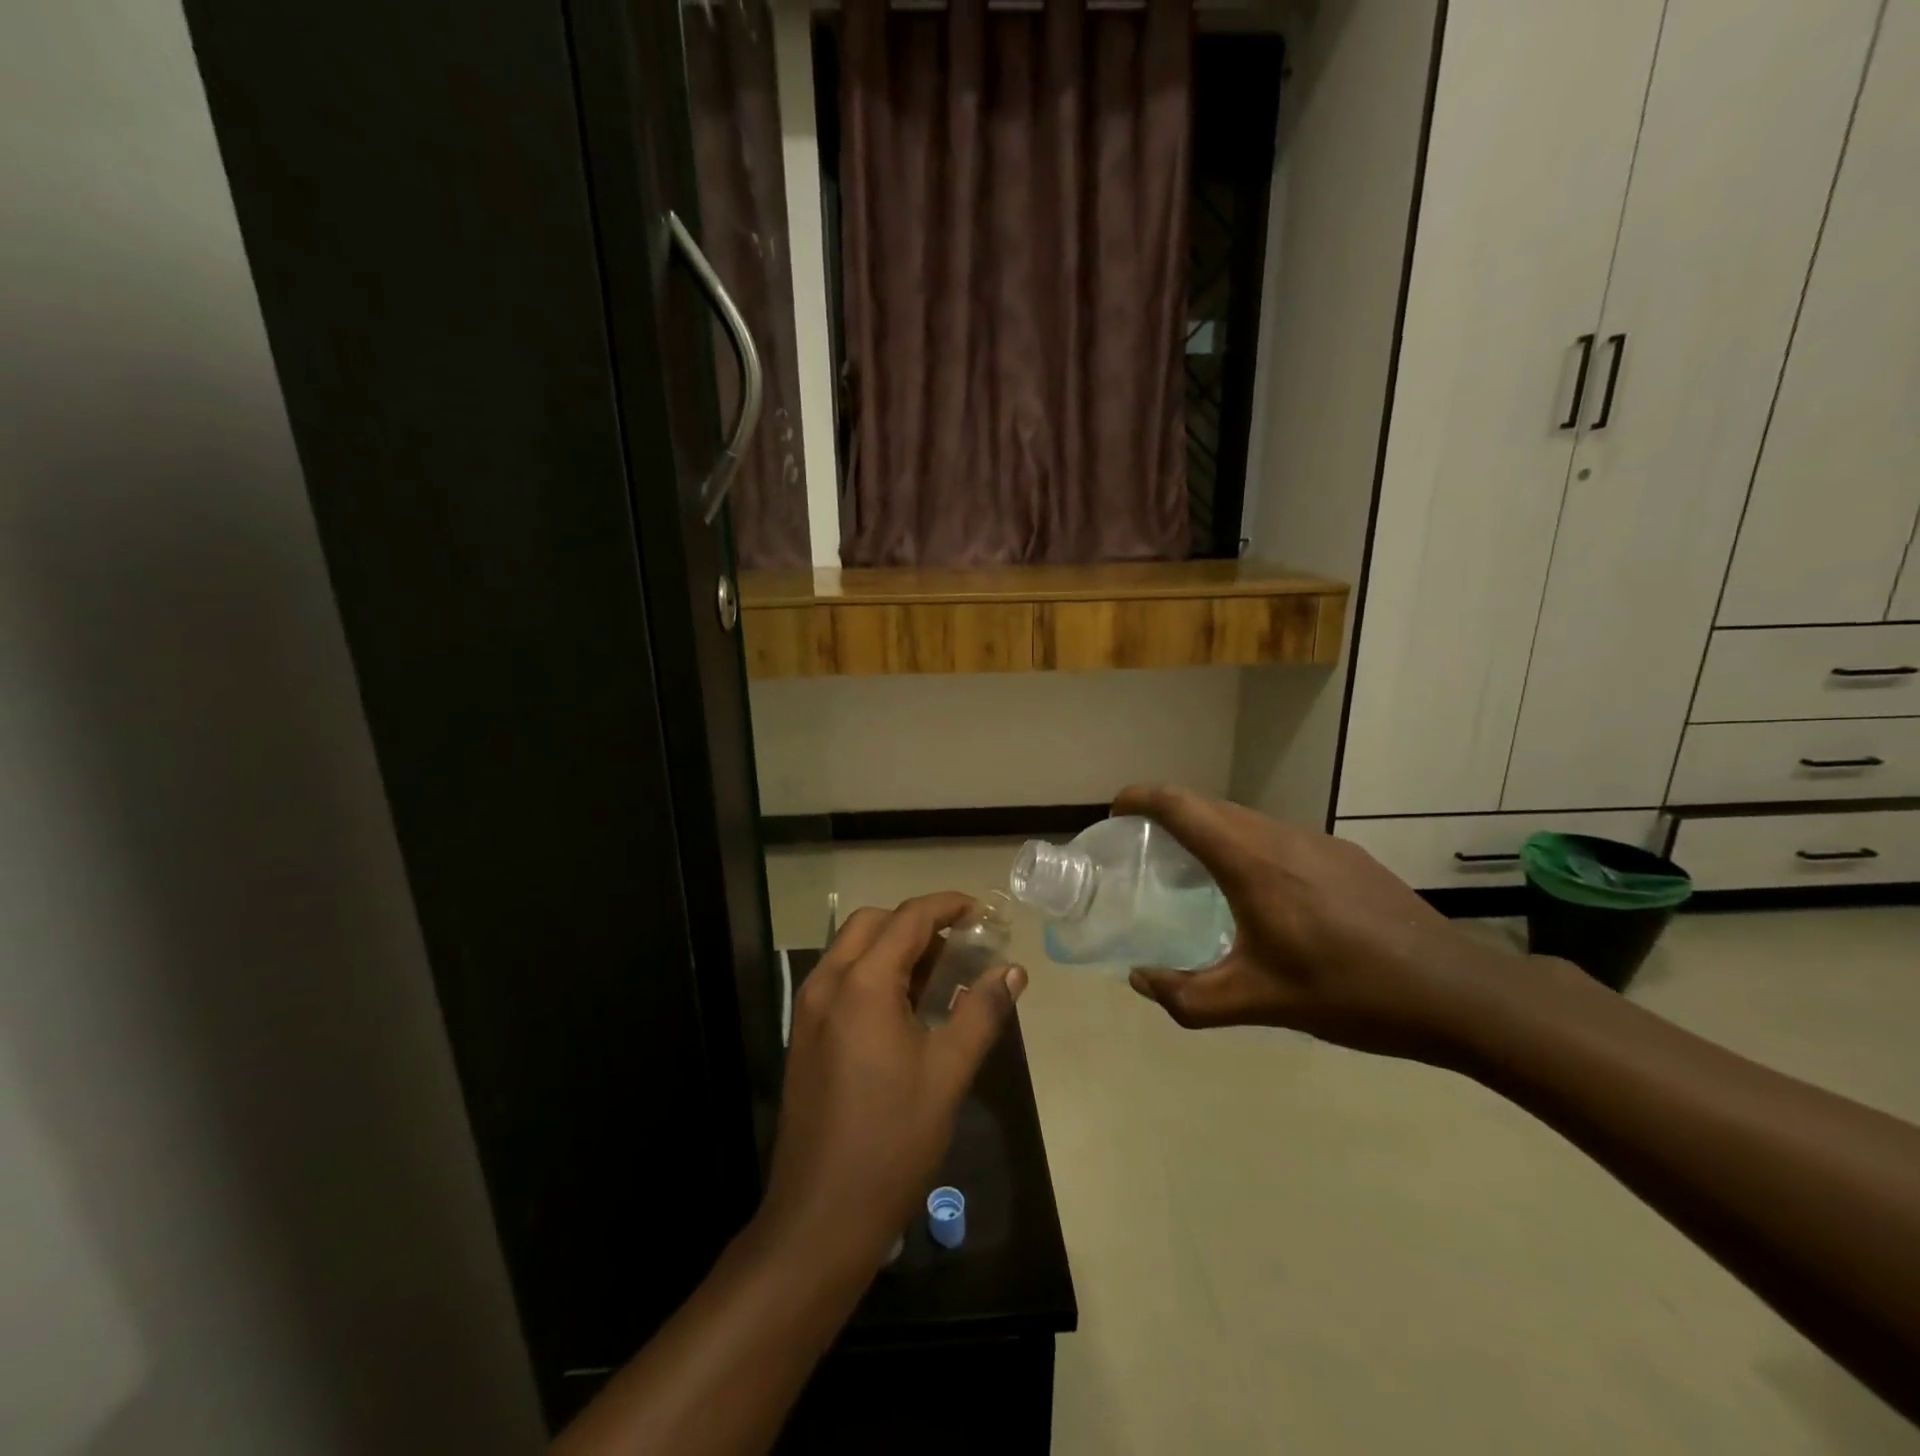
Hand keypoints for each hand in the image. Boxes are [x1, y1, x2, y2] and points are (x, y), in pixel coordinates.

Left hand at [760, 893, 1026, 1267]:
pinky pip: (841, 978)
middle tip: (959, 944)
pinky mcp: (804, 1035)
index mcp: (863, 985)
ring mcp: (809, 1010)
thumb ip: (981, 1012)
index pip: (907, 919)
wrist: (821, 1216)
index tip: (980, 912)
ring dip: (893, 946)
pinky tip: (905, 1007)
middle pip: (872, 923)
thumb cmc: (892, 1141)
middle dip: (916, 922)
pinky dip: (873, 971)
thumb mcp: (948, 1074)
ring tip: (938, 974)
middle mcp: (828, 984)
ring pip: (852, 949)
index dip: (946, 906)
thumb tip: (1012, 971)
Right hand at [1114, 785, 1507, 1062]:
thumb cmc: (1349, 992)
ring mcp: (1318, 841)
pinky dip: (1246, 847)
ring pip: (1245, 820)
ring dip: (1209, 832)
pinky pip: (1277, 837)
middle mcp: (1280, 836)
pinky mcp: (1345, 856)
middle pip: (1208, 806)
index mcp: (1251, 862)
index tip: (1114, 814)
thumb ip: (1188, 997)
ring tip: (1195, 873)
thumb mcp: (1259, 1003)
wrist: (1458, 992)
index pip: (1180, 805)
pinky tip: (1261, 895)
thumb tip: (1139, 981)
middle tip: (1143, 851)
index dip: (1140, 798)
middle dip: (1167, 816)